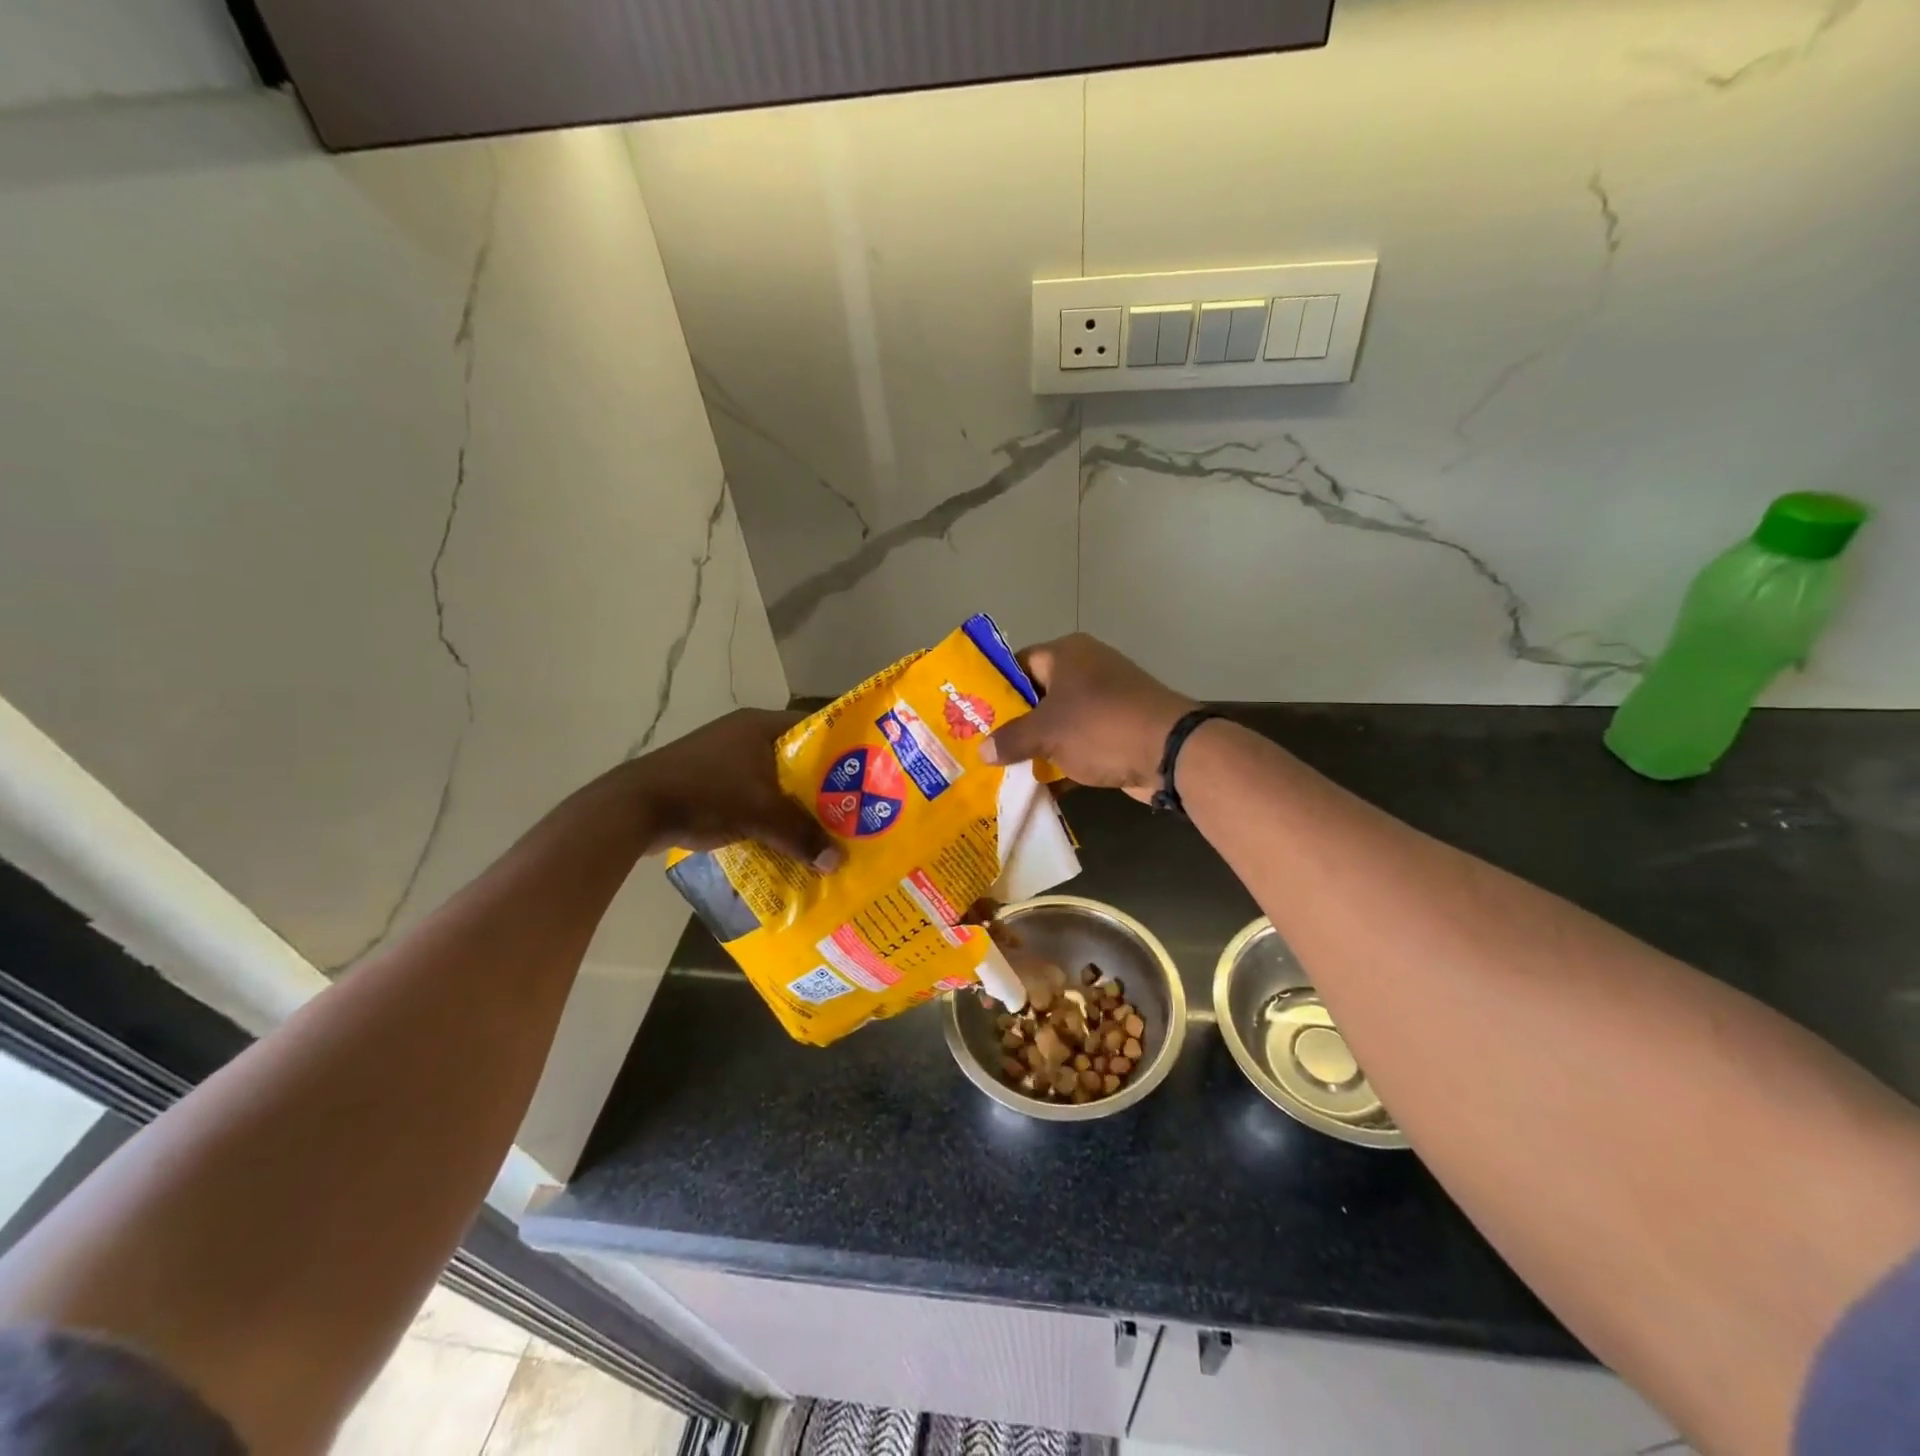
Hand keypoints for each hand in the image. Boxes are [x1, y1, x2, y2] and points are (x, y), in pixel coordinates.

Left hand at [629, 709, 842, 868]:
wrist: (633, 809)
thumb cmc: (704, 795)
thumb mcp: (759, 814)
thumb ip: (801, 835)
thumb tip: (837, 862)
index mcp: (758, 726)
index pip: (813, 729)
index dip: (838, 750)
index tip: (861, 775)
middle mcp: (742, 734)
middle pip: (794, 757)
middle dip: (818, 785)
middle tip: (847, 808)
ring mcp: (721, 757)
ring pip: (771, 778)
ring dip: (790, 802)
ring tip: (819, 827)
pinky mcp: (706, 780)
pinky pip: (749, 793)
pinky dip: (765, 811)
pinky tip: (779, 836)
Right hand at [981, 634, 1194, 802]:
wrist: (1170, 751)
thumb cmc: (1100, 726)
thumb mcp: (1046, 733)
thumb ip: (1010, 740)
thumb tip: (982, 751)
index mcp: (1066, 654)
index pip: (1018, 663)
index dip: (995, 687)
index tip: (972, 713)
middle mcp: (1086, 669)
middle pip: (1038, 693)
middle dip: (1013, 721)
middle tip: (983, 744)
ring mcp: (1106, 699)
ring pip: (1059, 720)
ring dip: (1037, 743)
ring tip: (1003, 766)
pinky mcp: (1118, 728)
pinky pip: (1080, 740)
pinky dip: (1062, 758)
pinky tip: (1039, 782)